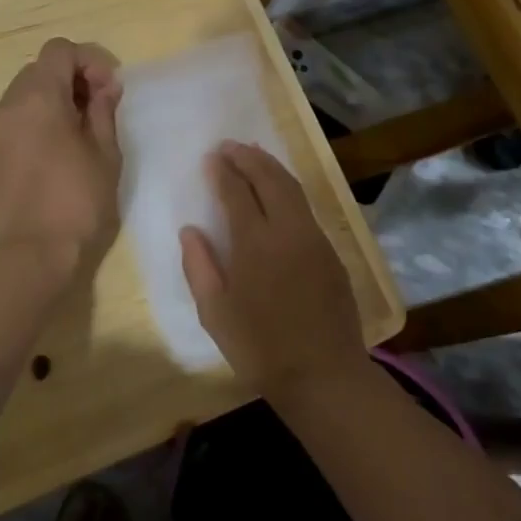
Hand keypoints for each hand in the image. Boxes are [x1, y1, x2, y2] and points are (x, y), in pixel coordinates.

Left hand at [0, 38, 123, 279]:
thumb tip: (104, 87)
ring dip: (55, 98)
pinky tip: (59, 148)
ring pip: (27, 91)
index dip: (89, 61)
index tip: (109, 90)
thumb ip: (104, 110)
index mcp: (38, 97)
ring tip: (81, 130)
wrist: (30, 255)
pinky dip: (39, 117)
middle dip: (73, 77)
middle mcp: (9, 104)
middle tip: (99, 108)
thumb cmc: (76, 201)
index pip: (60, 50)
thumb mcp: (105, 153)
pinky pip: (17, 116)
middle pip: (41, 68)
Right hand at [180, 141, 363, 398]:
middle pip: (269, 178)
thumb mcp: (215, 314)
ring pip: (292, 187)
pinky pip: (305, 206)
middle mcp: (287, 231)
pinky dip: (288, 187)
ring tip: (253, 154)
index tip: (212, 158)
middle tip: (229, 146)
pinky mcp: (330, 251)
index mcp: (255, 244)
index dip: (223, 171)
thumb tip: (190, 230)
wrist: (323, 375)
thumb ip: (200, 267)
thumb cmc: (260, 349)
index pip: (237, 192)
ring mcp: (314, 238)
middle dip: (248, 157)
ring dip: (270, 166)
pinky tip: (279, 190)